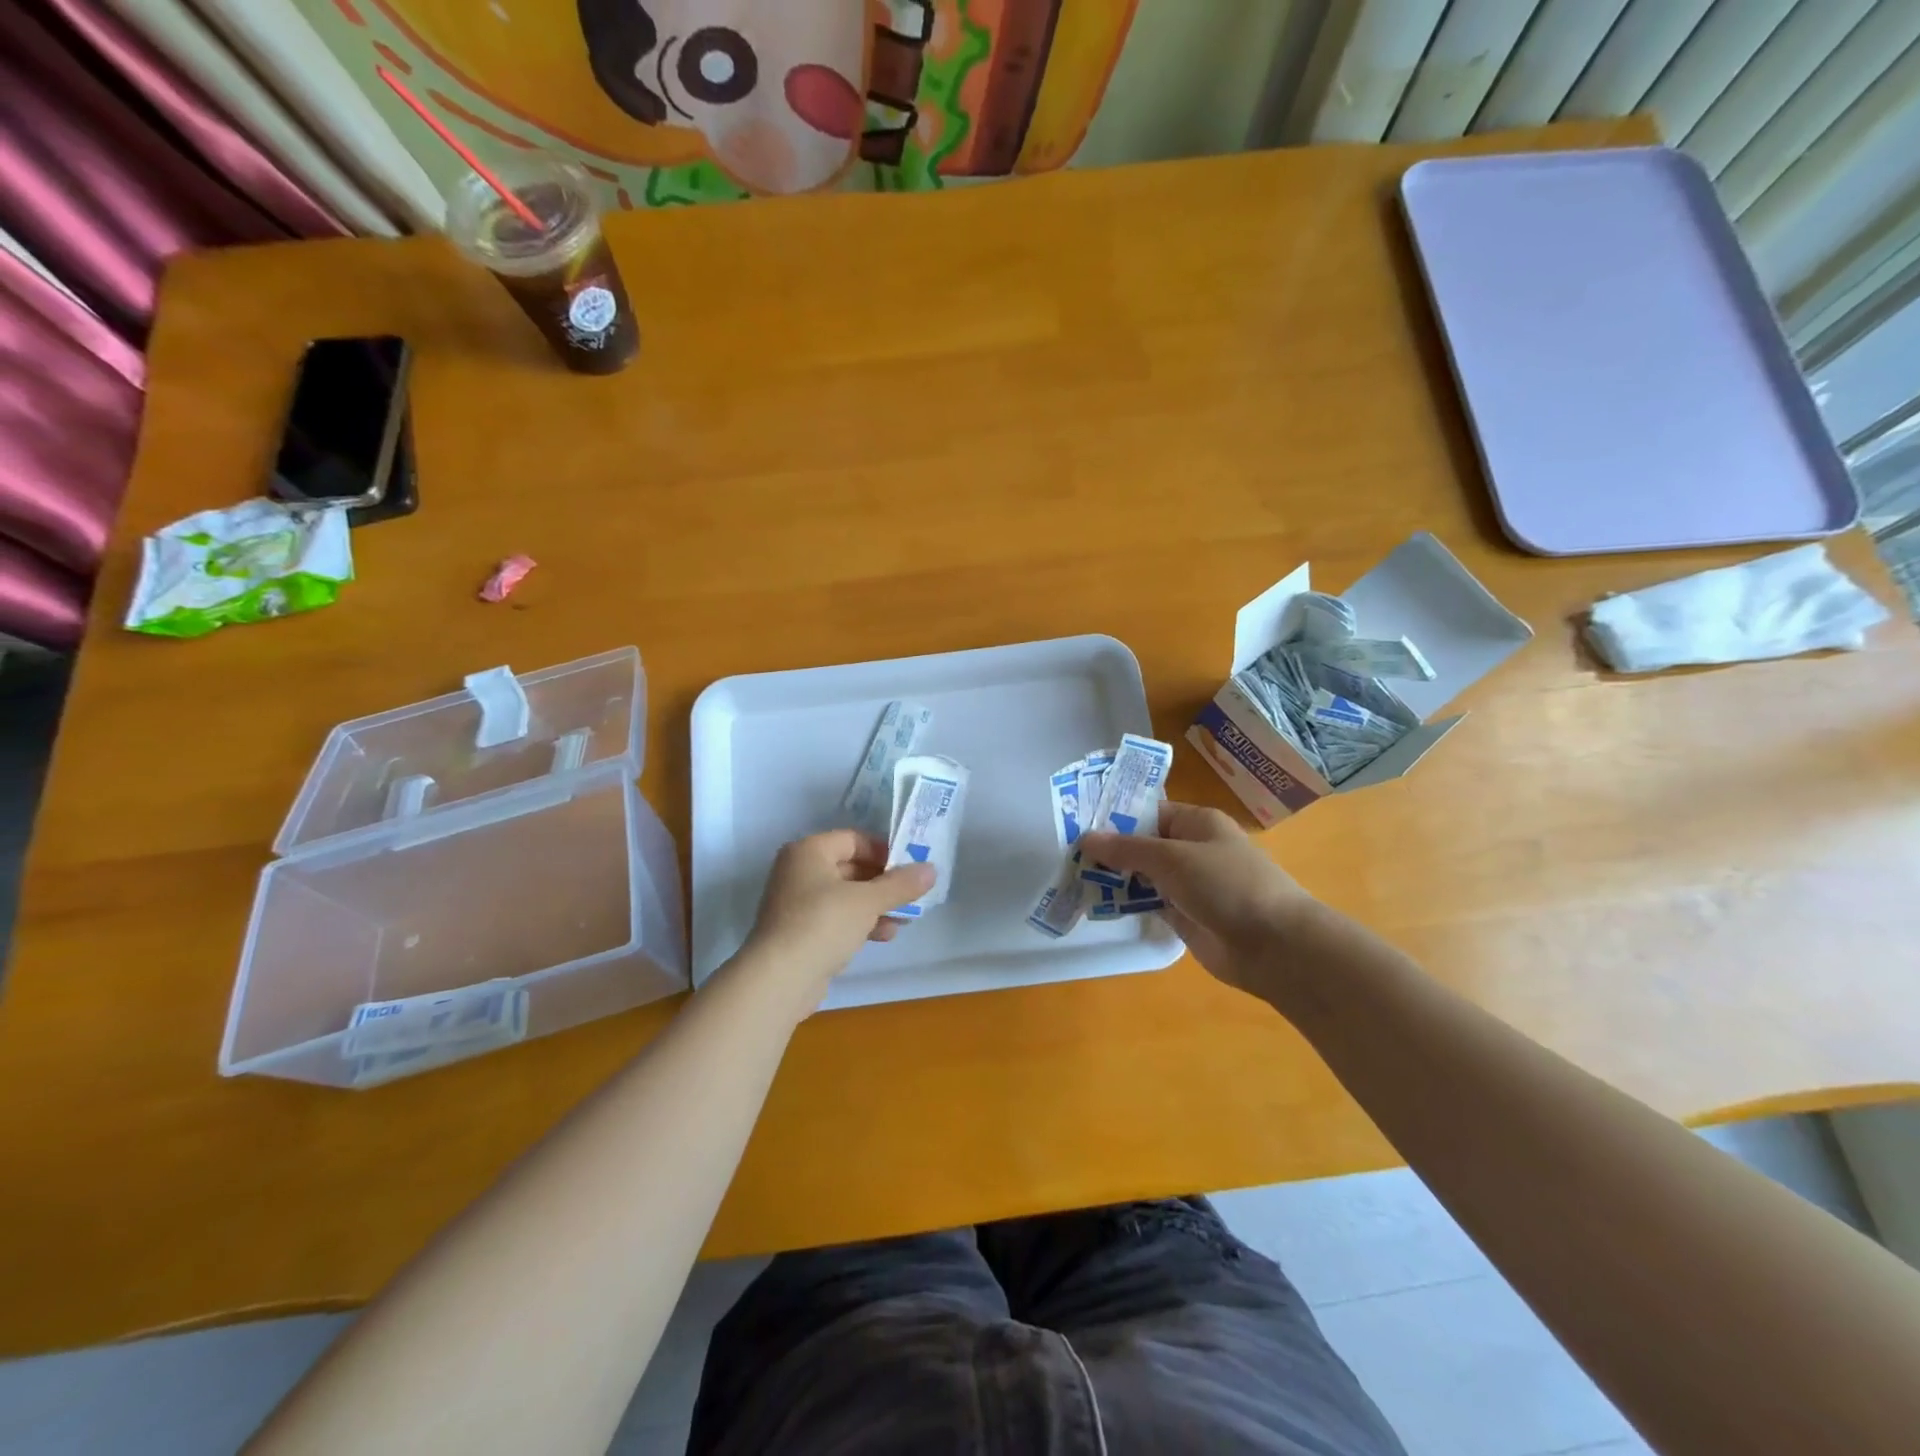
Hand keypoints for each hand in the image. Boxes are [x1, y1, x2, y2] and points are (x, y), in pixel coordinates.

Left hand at [739, 830, 935, 1006]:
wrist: (778, 979)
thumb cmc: (823, 924)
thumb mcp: (868, 901)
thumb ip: (901, 884)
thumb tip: (931, 869)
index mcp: (809, 851)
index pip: (854, 839)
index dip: (884, 851)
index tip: (911, 867)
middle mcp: (799, 871)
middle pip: (851, 867)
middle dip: (884, 883)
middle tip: (913, 895)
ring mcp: (797, 903)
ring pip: (846, 896)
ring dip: (876, 906)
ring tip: (905, 919)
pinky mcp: (799, 932)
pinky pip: (836, 918)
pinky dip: (860, 923)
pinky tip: (884, 935)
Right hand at [1079, 802, 1314, 997]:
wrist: (1273, 946)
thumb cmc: (1227, 885)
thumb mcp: (1173, 858)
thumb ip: (1127, 849)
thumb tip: (1086, 838)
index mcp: (1196, 823)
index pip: (1148, 812)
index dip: (1114, 817)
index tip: (1077, 824)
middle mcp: (1192, 849)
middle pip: (1143, 844)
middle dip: (1109, 850)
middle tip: (1067, 854)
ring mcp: (1188, 884)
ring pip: (1143, 875)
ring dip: (1114, 877)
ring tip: (1073, 878)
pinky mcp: (1185, 915)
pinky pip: (1148, 902)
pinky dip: (1127, 902)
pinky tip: (1097, 903)